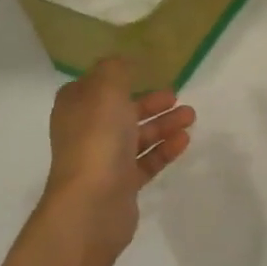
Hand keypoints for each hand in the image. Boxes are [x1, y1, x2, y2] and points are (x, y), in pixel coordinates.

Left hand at [40, 59, 194, 265]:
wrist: (92, 203)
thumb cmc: (97, 138)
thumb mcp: (106, 90)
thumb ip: (115, 69)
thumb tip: (121, 62)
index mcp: (76, 107)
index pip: (96, 86)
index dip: (119, 78)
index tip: (146, 71)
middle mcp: (86, 131)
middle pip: (121, 111)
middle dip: (150, 102)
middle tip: (177, 95)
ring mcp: (103, 160)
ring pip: (137, 136)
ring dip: (163, 124)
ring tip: (190, 116)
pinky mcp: (121, 185)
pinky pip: (146, 161)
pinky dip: (164, 149)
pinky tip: (184, 140)